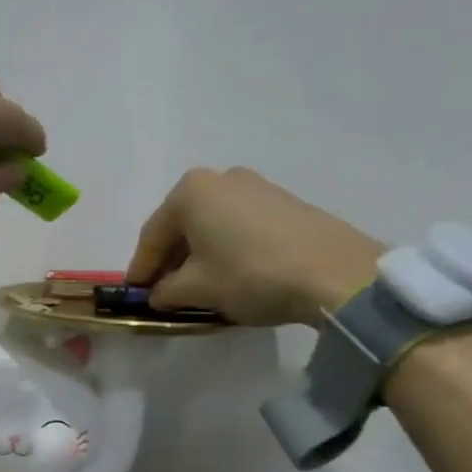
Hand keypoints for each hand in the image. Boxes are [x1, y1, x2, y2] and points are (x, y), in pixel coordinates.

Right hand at [125, 167, 382, 327]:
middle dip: (170, 259)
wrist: (337, 273)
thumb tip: (158, 294)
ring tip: (198, 285)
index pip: (152, 234)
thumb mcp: (199, 289)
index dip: (141, 267)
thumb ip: (167, 290)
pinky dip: (227, 247)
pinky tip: (231, 272)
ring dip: (199, 253)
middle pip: (182, 225)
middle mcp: (220, 178)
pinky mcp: (285, 201)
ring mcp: (256, 186)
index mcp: (190, 191)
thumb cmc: (251, 274)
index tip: (135, 292)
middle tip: (163, 290)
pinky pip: (240, 224)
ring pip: (212, 224)